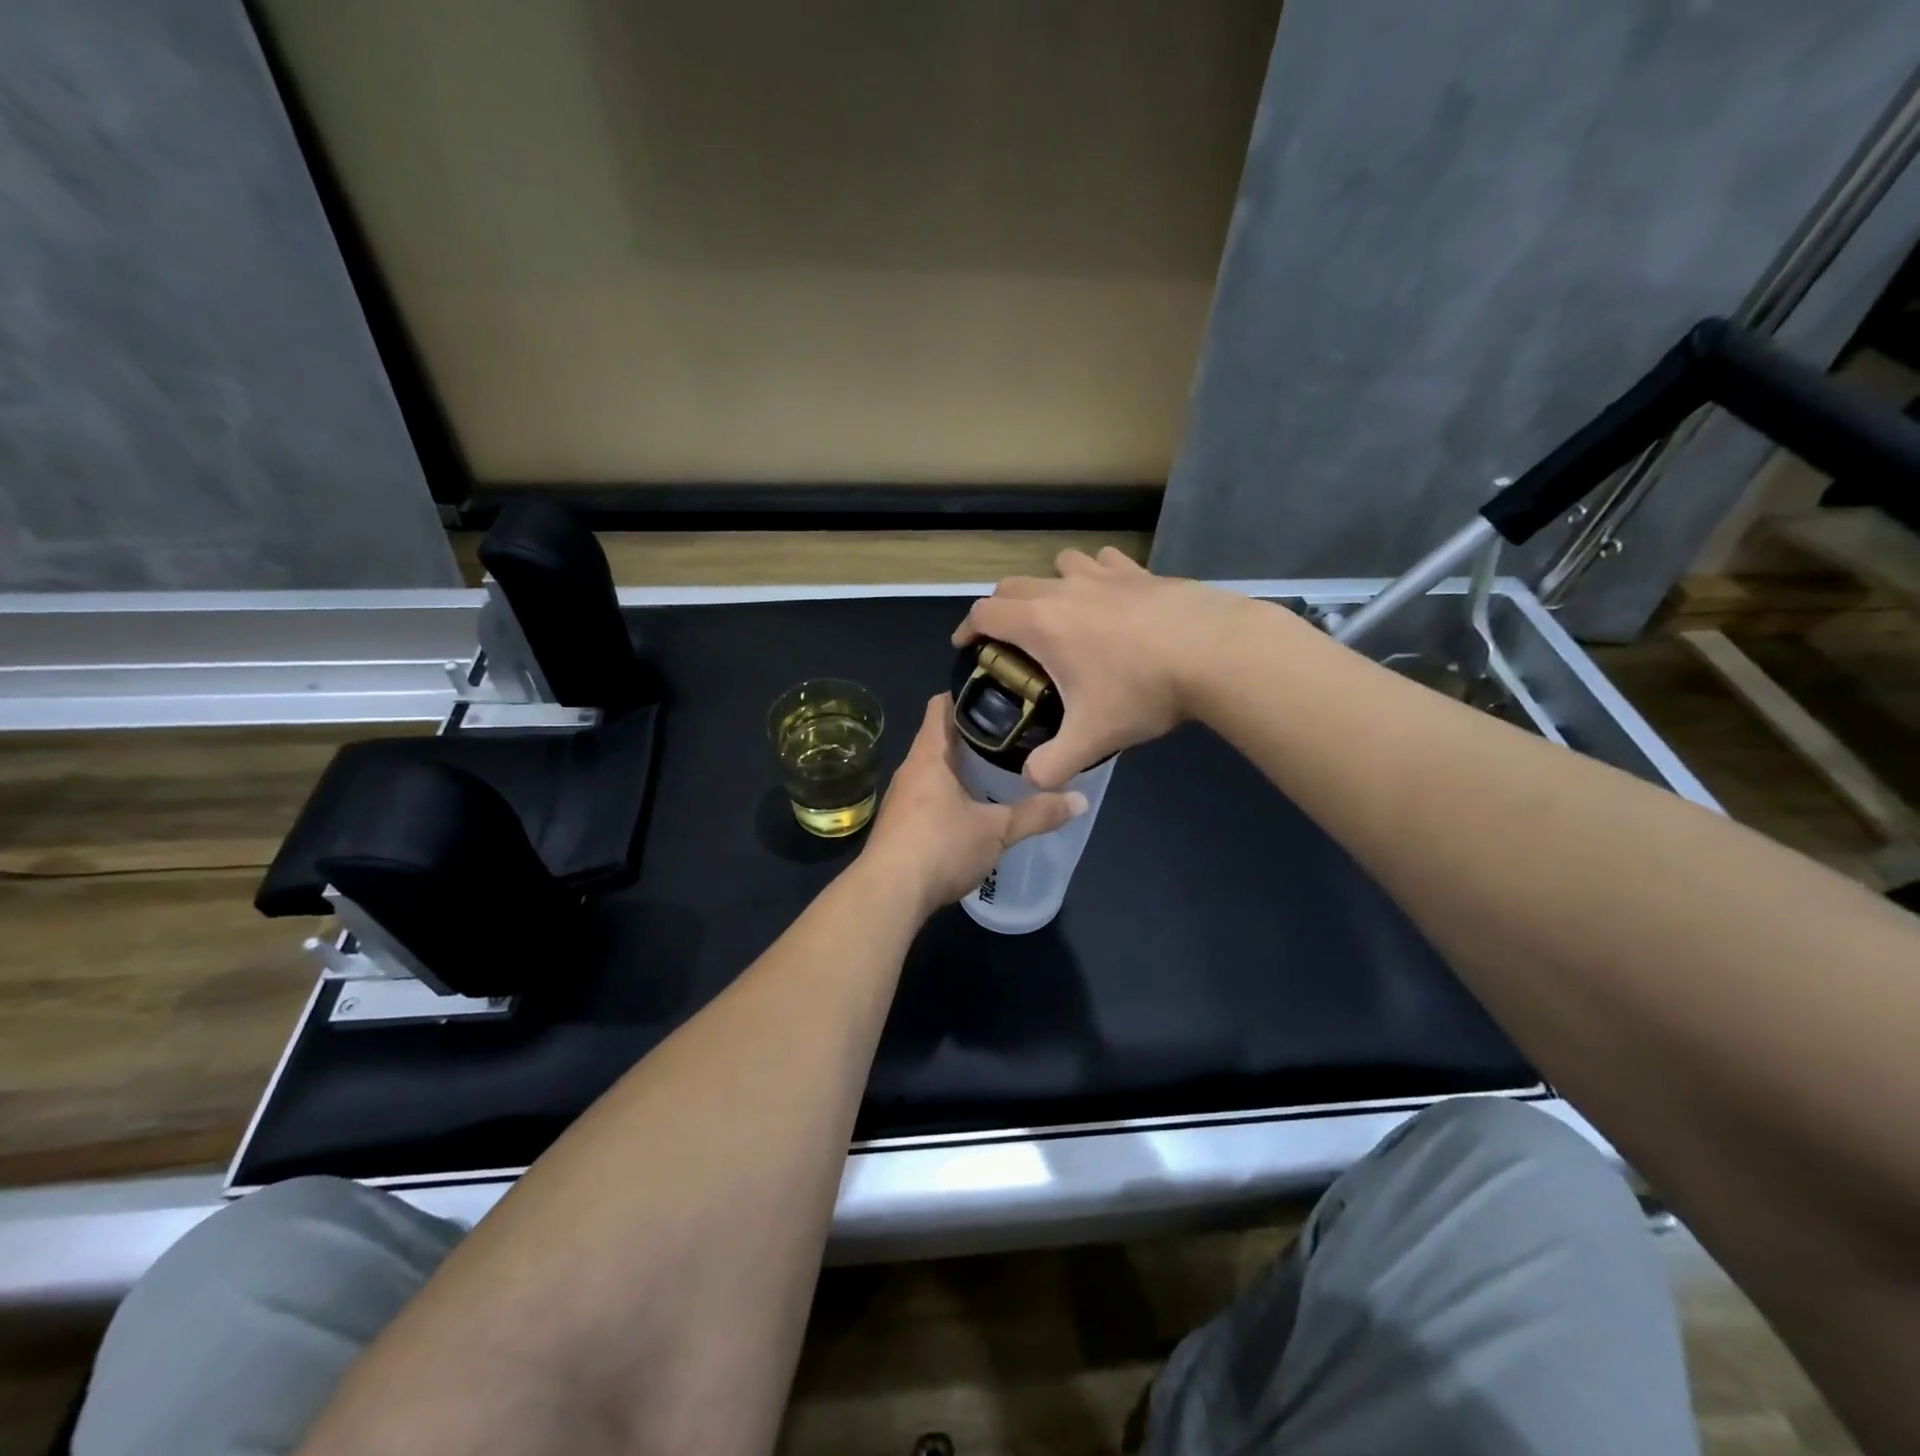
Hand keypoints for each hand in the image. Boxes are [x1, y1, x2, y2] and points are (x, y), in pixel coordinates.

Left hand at [861, 696, 1086, 916]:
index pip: (942, 705)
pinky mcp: (899, 826)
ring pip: (934, 770)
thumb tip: (1081, 800)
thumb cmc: (940, 847)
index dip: (968, 693)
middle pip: (941, 738)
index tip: (1000, 694)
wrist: (888, 895)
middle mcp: (910, 770)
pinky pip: (928, 798)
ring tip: (999, 771)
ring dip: (962, 769)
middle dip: (974, 735)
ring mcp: (900, 799)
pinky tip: (974, 811)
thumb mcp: (997, 831)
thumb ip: (1037, 814)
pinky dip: (950, 795)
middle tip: (1014, 736)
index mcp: (929, 756)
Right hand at [951, 548, 1245, 788]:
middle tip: (1008, 639)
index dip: (967, 628)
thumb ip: (1053, 765)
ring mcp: (1105, 576)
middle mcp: (1065, 590)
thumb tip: (1032, 781)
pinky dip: (1096, 576)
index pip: (985, 612)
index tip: (965, 646)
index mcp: (1041, 623)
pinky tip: (1110, 597)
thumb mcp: (1092, 738)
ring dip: (1049, 585)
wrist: (1214, 652)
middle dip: (1001, 608)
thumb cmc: (1141, 689)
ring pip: (1060, 565)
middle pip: (1014, 584)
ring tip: (1061, 614)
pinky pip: (1105, 562)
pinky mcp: (1141, 572)